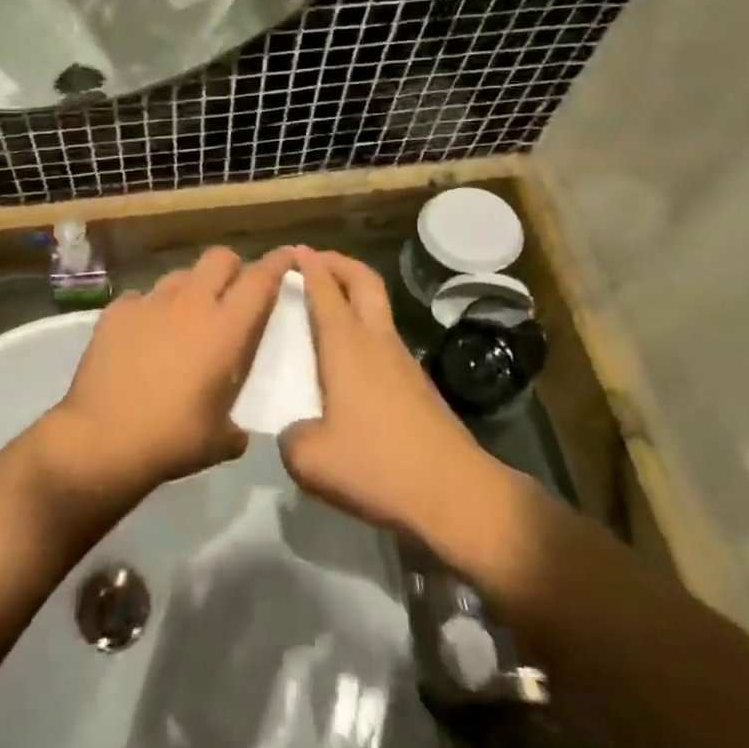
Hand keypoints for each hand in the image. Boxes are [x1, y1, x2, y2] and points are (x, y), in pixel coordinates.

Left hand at [50, 247, 289, 492]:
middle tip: (232, 295)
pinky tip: (143, 336)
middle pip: (220, 257)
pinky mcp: (116, 310)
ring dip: (191, 289)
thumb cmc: (172, 438)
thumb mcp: (220, 440)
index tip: (288, 258)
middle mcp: (191, 303)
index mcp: (225, 328)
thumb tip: (236, 429)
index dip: (278, 263)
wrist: (101, 439)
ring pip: (180, 274)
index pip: (261, 279)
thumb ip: (237, 424)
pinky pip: (142, 297)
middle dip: (232, 269)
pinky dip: (150, 310)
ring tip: (185, 318)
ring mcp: (150, 302)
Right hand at [280, 248, 496, 547]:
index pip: (325, 289)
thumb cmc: (377, 467)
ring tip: (325, 311)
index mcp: (346, 345)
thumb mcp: (310, 459)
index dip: (309, 265)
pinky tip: (347, 365)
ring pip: (378, 310)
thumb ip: (291, 437)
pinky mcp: (419, 387)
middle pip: (364, 280)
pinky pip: (384, 341)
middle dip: (339, 263)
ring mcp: (403, 362)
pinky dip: (364, 331)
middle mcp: (377, 342)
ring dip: (354, 296)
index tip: (293, 251)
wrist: (456, 496)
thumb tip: (297, 430)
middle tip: (315, 262)